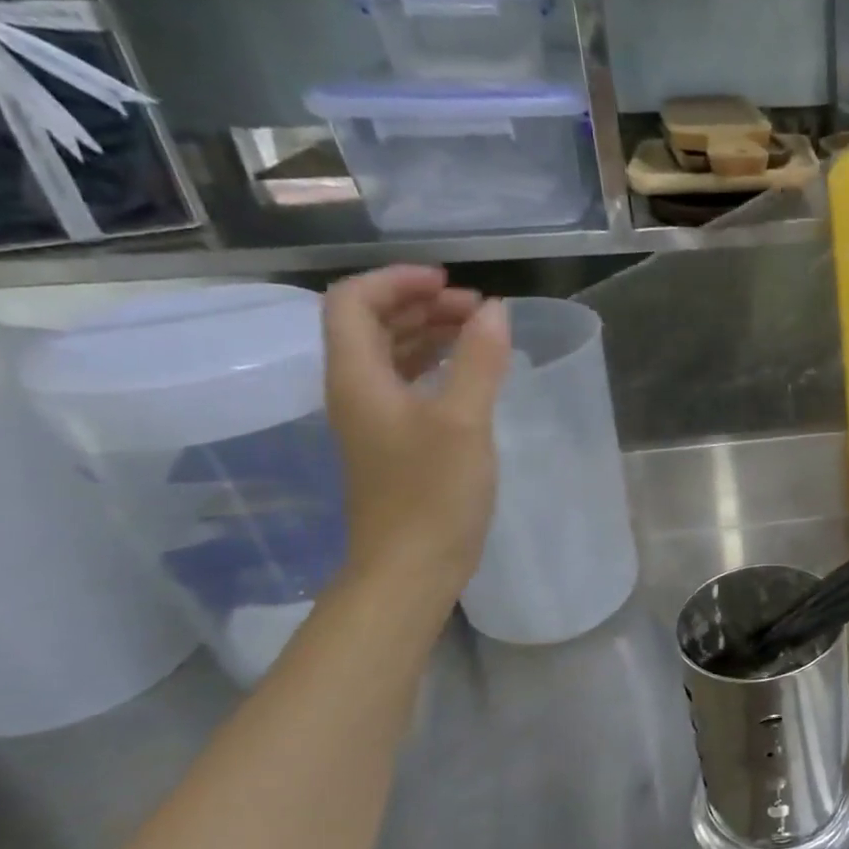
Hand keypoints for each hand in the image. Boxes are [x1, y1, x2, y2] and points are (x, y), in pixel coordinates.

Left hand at [323, 266, 511, 601]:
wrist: (411, 567)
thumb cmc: (433, 494)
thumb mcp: (464, 421)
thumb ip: (479, 361)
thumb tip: (495, 309)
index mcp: (358, 377)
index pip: (353, 302)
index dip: (396, 281)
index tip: (451, 282)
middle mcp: (356, 391)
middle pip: (372, 324)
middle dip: (421, 304)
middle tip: (478, 308)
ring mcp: (374, 419)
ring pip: (391, 355)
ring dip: (430, 333)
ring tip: (480, 331)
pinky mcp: (395, 442)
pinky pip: (408, 384)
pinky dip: (436, 365)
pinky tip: (470, 373)